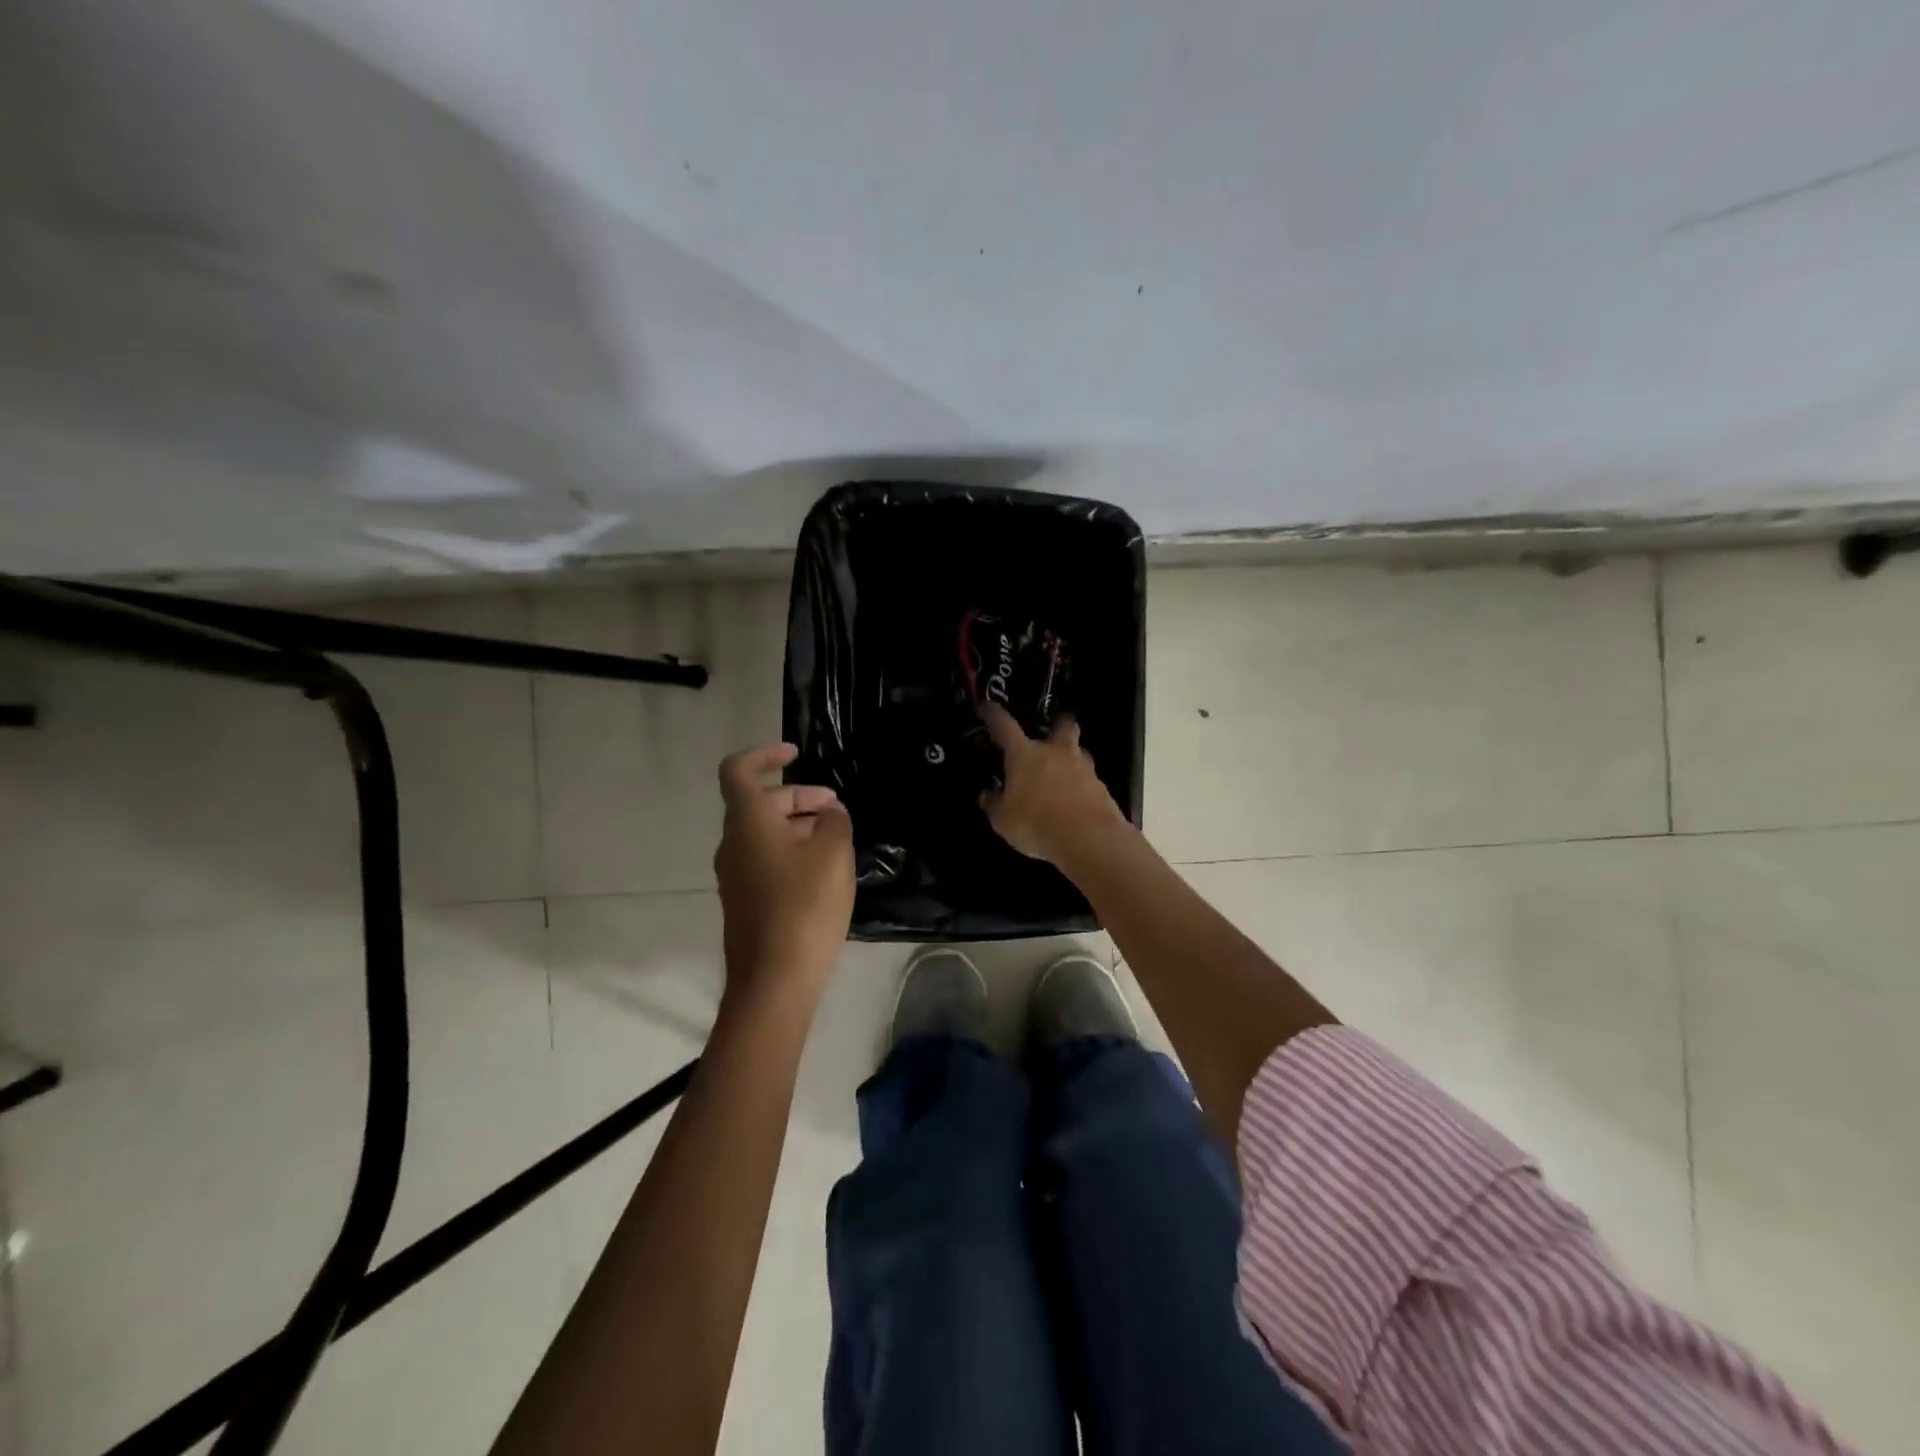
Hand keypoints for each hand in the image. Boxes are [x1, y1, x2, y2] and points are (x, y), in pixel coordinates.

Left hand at [713, 744, 854, 1000]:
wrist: (774, 980)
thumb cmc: (804, 906)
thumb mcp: (833, 853)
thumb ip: (833, 822)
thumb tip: (828, 813)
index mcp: (747, 822)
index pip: (739, 770)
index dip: (765, 754)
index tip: (795, 754)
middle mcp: (732, 843)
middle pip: (758, 803)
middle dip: (798, 797)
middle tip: (836, 809)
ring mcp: (734, 875)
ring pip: (763, 833)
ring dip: (797, 826)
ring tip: (836, 839)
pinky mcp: (744, 901)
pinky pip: (765, 859)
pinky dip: (791, 851)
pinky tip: (822, 871)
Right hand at [979, 704, 1127, 864]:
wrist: (1088, 839)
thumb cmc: (1035, 823)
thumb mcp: (1003, 819)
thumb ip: (994, 803)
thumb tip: (988, 794)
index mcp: (1025, 754)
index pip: (1004, 725)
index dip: (993, 714)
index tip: (986, 707)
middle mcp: (1056, 752)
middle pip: (1062, 724)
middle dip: (1057, 724)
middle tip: (1050, 734)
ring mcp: (1083, 768)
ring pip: (1078, 751)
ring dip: (1070, 757)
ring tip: (1062, 774)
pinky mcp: (1102, 787)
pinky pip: (1089, 779)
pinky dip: (1081, 785)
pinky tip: (1075, 800)